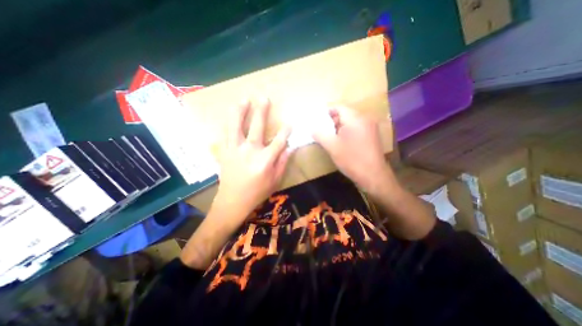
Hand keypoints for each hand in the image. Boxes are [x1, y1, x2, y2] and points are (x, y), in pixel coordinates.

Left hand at [214, 97, 290, 217]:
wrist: (233, 201)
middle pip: (257, 127)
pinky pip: (225, 135)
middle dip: (262, 112)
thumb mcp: (275, 180)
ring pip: (236, 126)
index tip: (289, 123)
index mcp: (264, 160)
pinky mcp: (224, 152)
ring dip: (240, 112)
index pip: (279, 141)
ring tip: (243, 100)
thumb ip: (283, 162)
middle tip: (264, 98)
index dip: (285, 131)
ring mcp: (234, 150)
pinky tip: (230, 117)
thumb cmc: (257, 193)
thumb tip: (290, 148)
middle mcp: (249, 151)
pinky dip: (227, 124)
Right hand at [314, 106, 389, 193]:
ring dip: (339, 128)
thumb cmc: (352, 159)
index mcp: (355, 119)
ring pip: (350, 122)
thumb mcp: (332, 147)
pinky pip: (356, 128)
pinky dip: (347, 132)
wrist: (373, 176)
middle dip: (332, 121)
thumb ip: (320, 135)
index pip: (339, 107)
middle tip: (322, 131)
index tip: (317, 121)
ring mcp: (370, 127)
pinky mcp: (371, 136)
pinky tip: (342, 143)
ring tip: (330, 138)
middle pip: (345, 114)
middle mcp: (365, 119)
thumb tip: (312, 129)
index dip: (326, 112)